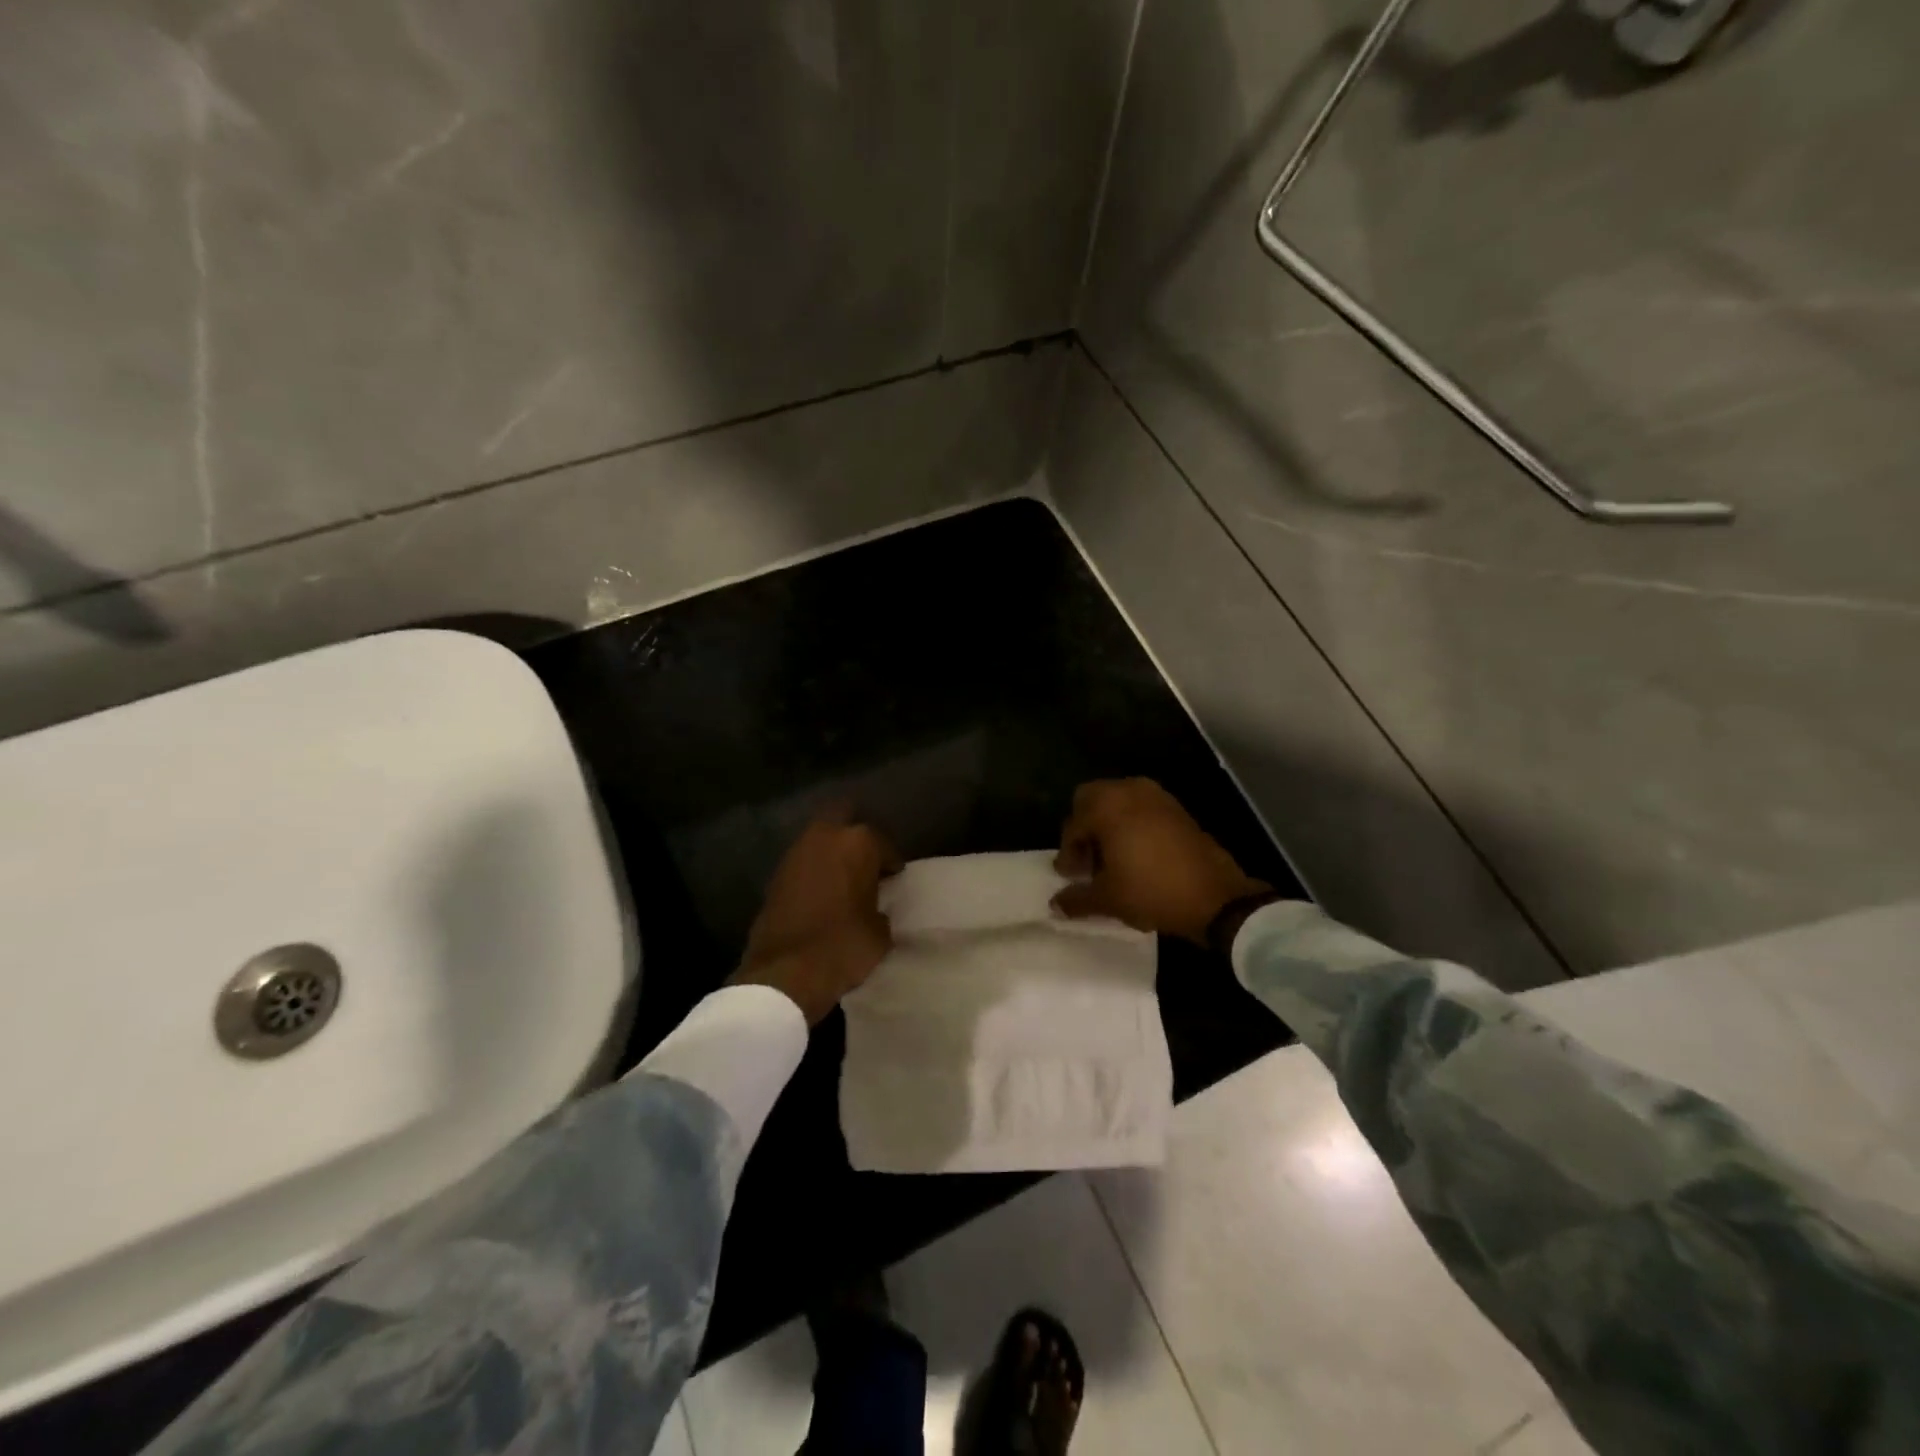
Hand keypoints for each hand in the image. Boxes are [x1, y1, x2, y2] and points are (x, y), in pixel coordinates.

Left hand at [729, 808, 901, 1025]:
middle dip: (855, 836)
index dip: (891, 862)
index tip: (894, 877)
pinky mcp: (776, 873)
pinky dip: (814, 869)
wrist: (786, 971)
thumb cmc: (844, 945)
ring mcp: (796, 852)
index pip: (883, 844)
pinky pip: (804, 861)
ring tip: (844, 877)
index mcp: (858, 842)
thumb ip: (880, 907)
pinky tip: (822, 891)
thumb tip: (873, 907)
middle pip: (844, 817)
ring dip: (832, 851)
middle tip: (866, 861)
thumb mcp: (880, 931)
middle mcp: (825, 836)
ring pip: (820, 837)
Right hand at [1051, 779, 1268, 943]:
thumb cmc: (1152, 891)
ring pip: (1118, 801)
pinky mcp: (1178, 809)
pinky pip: (1142, 808)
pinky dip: (1131, 825)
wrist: (1216, 897)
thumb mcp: (1107, 900)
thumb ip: (1076, 899)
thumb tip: (1055, 905)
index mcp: (1107, 806)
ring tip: (1111, 860)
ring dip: (1108, 825)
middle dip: (1084, 828)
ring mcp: (1157, 797)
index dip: (1067, 852)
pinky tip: (1136, 856)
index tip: (1071, 876)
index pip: (1073, 824)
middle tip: (1088, 861)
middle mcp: (1130, 791)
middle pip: (1092, 799)